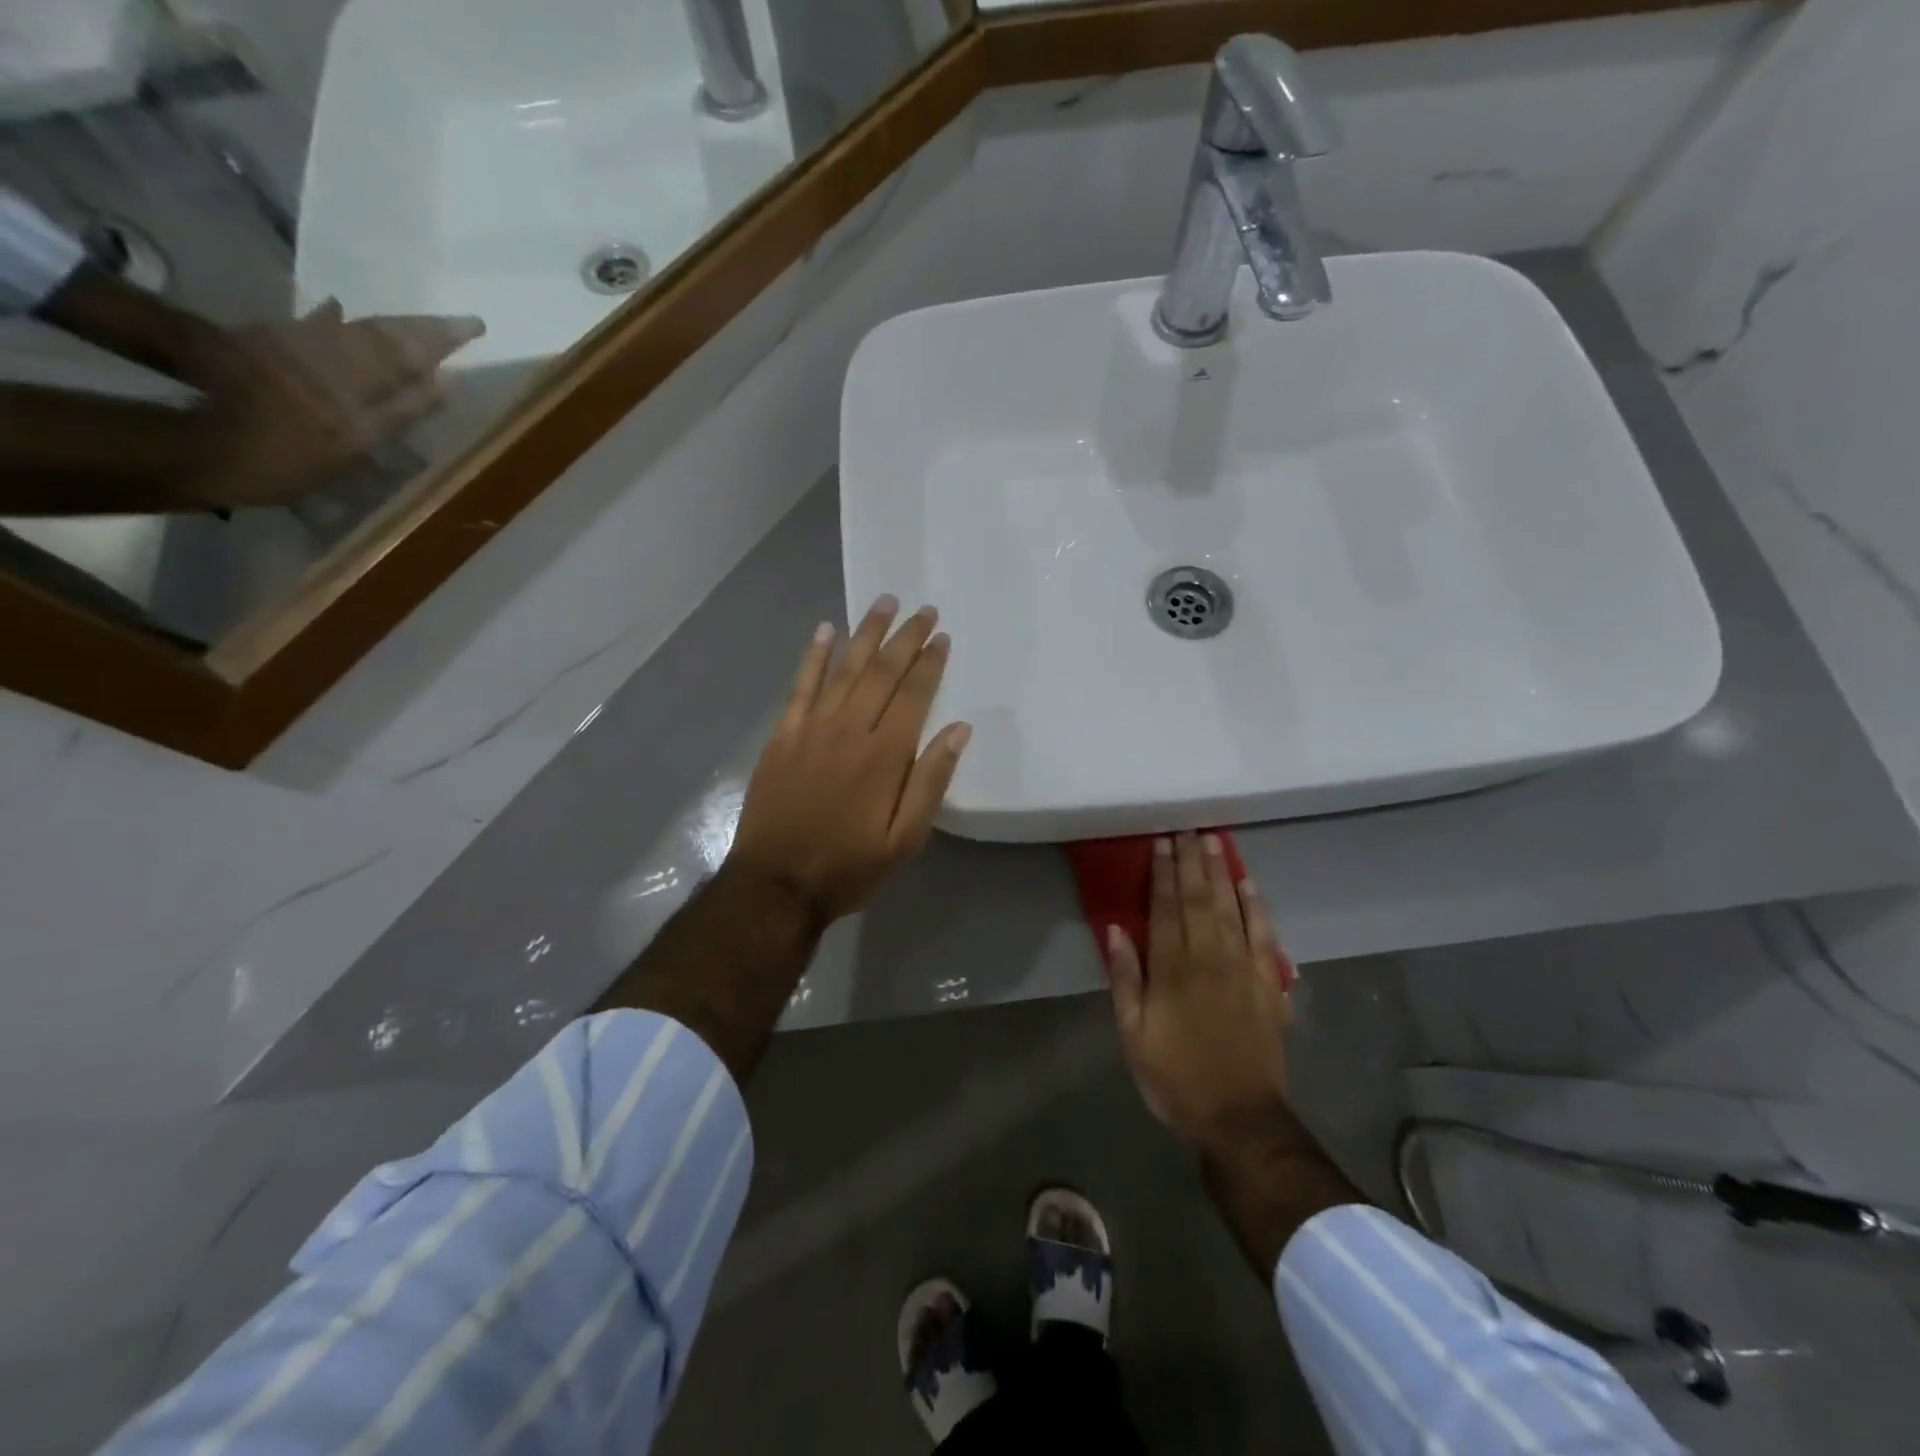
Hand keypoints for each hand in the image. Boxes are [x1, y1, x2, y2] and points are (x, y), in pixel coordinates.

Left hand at [179, 299, 483, 507]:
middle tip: (454, 323)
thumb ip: (403, 408)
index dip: (443, 336)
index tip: (475, 324)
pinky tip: (337, 310)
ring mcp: (294, 343)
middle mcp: (328, 348)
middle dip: (420, 327)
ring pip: (352, 327)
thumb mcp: (356, 441)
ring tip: (412, 324)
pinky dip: (334, 320)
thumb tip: (445, 379)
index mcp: (356, 371)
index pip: (410, 347)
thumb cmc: (288, 454)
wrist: (198, 445)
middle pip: (381, 331)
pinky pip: (314, 327)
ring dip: (387, 325)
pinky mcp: (265, 346)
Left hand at [728, 597, 971, 922]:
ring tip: (884, 603)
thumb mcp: (905, 839)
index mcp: (885, 755)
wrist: (776, 885)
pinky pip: (800, 686)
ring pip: (844, 669)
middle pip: (882, 671)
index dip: (930, 663)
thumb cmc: (849, 866)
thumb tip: (959, 729)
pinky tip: (825, 630)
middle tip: (923, 610)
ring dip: (866, 633)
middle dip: (905, 638)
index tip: (943, 637)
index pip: (914, 694)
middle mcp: (850, 729)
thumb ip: (931, 781)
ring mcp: (812, 729)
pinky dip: (814, 656)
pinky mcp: (783, 736)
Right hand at [1106, 834, 1296, 1154]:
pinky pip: (1264, 936)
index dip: (1162, 872)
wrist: (1239, 1118)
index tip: (1160, 841)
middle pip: (1200, 899)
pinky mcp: (1269, 984)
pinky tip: (1249, 884)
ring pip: (1231, 908)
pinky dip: (1257, 907)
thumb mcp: (1133, 1034)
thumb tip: (1116, 930)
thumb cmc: (1175, 1076)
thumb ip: (1125, 979)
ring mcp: (1244, 969)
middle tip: (1187, 827)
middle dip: (1191, 861)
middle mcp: (1209, 959)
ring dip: (1221, 872)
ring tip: (1214, 840)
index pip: (1166, 908)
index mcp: (1172, 970)